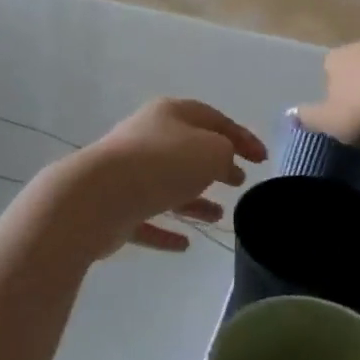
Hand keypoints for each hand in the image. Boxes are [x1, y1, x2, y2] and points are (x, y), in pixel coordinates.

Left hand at [59, 99, 266, 255]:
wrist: (97, 198)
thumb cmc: (162, 165)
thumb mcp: (211, 151)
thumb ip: (224, 153)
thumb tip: (219, 162)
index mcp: (169, 115)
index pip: (214, 120)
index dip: (241, 137)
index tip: (263, 159)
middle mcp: (146, 139)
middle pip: (187, 151)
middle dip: (215, 166)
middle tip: (239, 181)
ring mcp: (126, 175)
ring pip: (167, 187)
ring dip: (193, 201)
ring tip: (218, 216)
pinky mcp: (114, 209)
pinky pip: (146, 220)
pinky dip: (165, 231)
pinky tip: (184, 245)